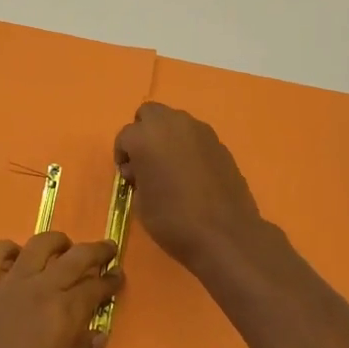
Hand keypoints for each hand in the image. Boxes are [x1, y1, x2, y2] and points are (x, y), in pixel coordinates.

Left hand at [0, 232, 120, 347]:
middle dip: (96, 250)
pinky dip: (9, 249)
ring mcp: (8, 284)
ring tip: (65, 247)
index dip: (110, 281)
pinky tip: (17, 257)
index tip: (118, 277)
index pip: (95, 288)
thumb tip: (97, 334)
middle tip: (108, 250)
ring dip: (57, 242)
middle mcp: (39, 290)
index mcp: (64, 315)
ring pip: (38, 245)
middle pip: (75, 257)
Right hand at [113, 102, 265, 269]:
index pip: (125, 136)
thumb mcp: (140, 204)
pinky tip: (193, 173)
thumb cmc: (173, 220)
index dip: (123, 156)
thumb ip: (137, 177)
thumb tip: (141, 170)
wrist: (225, 234)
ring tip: (171, 167)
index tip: (129, 177)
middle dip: (144, 132)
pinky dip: (188, 147)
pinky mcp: (219, 143)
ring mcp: (199, 131)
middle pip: (150, 113)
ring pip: (175, 121)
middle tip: (147, 160)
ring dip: (167, 136)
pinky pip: (195, 136)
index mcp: (145, 137)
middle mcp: (172, 124)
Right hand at [114, 102, 348, 347]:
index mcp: (160, 143)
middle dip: (151, 143)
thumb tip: (247, 228)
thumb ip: (148, 192)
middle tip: (152, 184)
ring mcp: (213, 145)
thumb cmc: (186, 239)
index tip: (135, 187)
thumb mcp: (154, 217)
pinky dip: (198, 161)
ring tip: (178, 192)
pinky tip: (203, 197)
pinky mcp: (235, 161)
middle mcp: (188, 133)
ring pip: (184, 130)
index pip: (133, 132)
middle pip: (157, 119)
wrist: (240, 252)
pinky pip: (204, 147)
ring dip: (175, 150)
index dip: (131, 158)